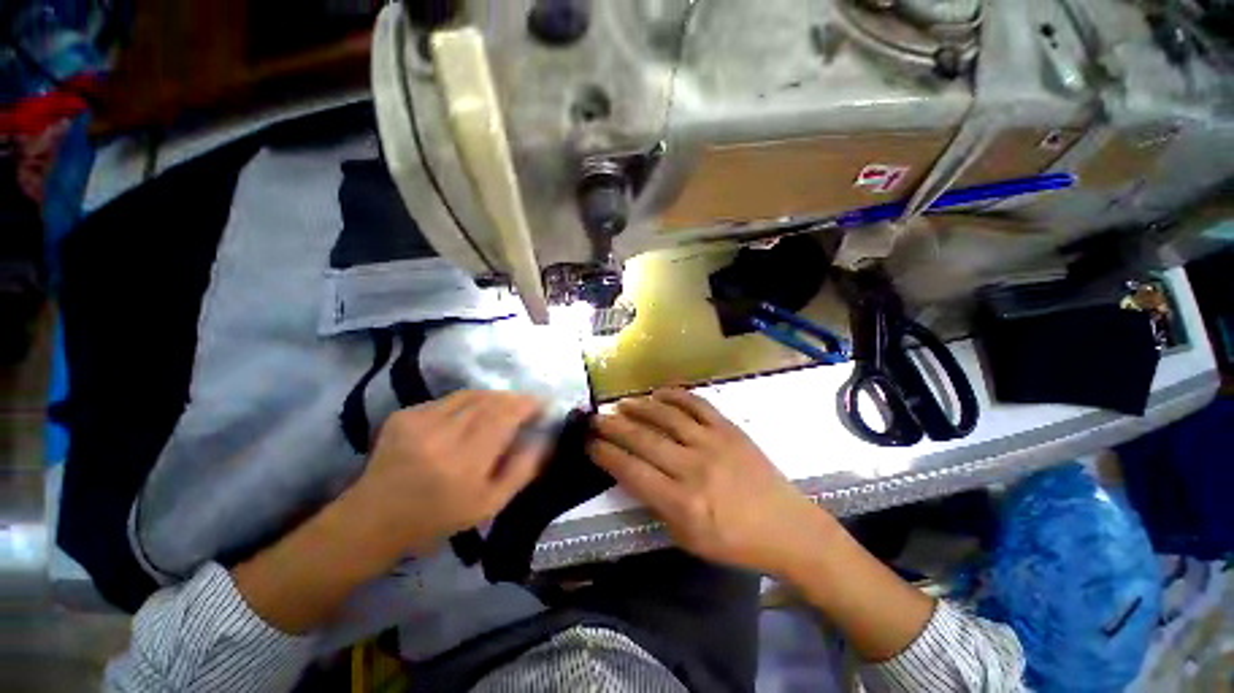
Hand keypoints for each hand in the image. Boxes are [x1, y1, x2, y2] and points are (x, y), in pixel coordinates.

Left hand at [350, 390, 547, 555]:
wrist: (374, 519)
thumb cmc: (438, 518)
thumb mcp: (489, 505)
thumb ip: (522, 470)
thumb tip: (546, 440)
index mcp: (464, 462)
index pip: (505, 416)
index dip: (527, 404)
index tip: (543, 404)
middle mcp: (441, 435)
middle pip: (490, 400)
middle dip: (514, 399)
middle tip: (526, 407)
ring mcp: (419, 420)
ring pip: (471, 394)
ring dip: (493, 398)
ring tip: (502, 409)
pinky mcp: (405, 414)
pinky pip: (450, 399)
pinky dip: (469, 402)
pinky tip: (469, 417)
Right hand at [588, 388, 836, 576]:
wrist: (788, 527)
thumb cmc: (735, 542)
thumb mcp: (687, 539)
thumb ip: (657, 505)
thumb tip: (632, 473)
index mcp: (682, 503)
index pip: (631, 471)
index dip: (605, 454)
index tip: (589, 443)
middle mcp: (694, 467)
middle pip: (643, 439)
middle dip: (613, 427)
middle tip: (596, 419)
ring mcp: (713, 443)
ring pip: (666, 416)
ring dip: (639, 407)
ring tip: (621, 404)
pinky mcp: (729, 429)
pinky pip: (697, 404)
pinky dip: (675, 395)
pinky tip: (658, 393)